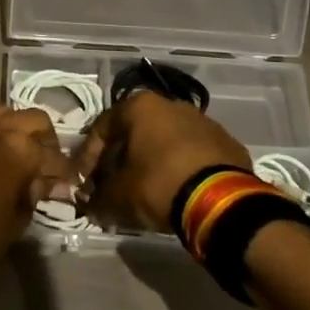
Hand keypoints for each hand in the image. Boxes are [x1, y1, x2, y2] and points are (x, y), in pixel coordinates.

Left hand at [0, 104, 73, 280]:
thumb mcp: (16, 220)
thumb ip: (33, 192)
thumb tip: (43, 182)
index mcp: (19, 149)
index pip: (52, 154)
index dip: (62, 171)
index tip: (64, 182)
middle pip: (33, 119)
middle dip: (43, 140)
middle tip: (42, 162)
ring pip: (2, 112)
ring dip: (14, 128)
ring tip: (13, 151)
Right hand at [76, 91, 249, 231]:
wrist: (222, 200)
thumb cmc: (159, 184)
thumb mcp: (118, 195)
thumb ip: (98, 197)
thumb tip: (90, 205)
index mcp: (140, 106)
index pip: (101, 129)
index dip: (87, 159)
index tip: (83, 183)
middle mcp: (171, 104)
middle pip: (134, 133)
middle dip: (119, 160)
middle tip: (111, 187)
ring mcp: (203, 121)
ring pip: (164, 141)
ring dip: (150, 163)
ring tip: (143, 191)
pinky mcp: (226, 143)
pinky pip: (191, 154)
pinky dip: (178, 169)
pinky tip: (175, 191)